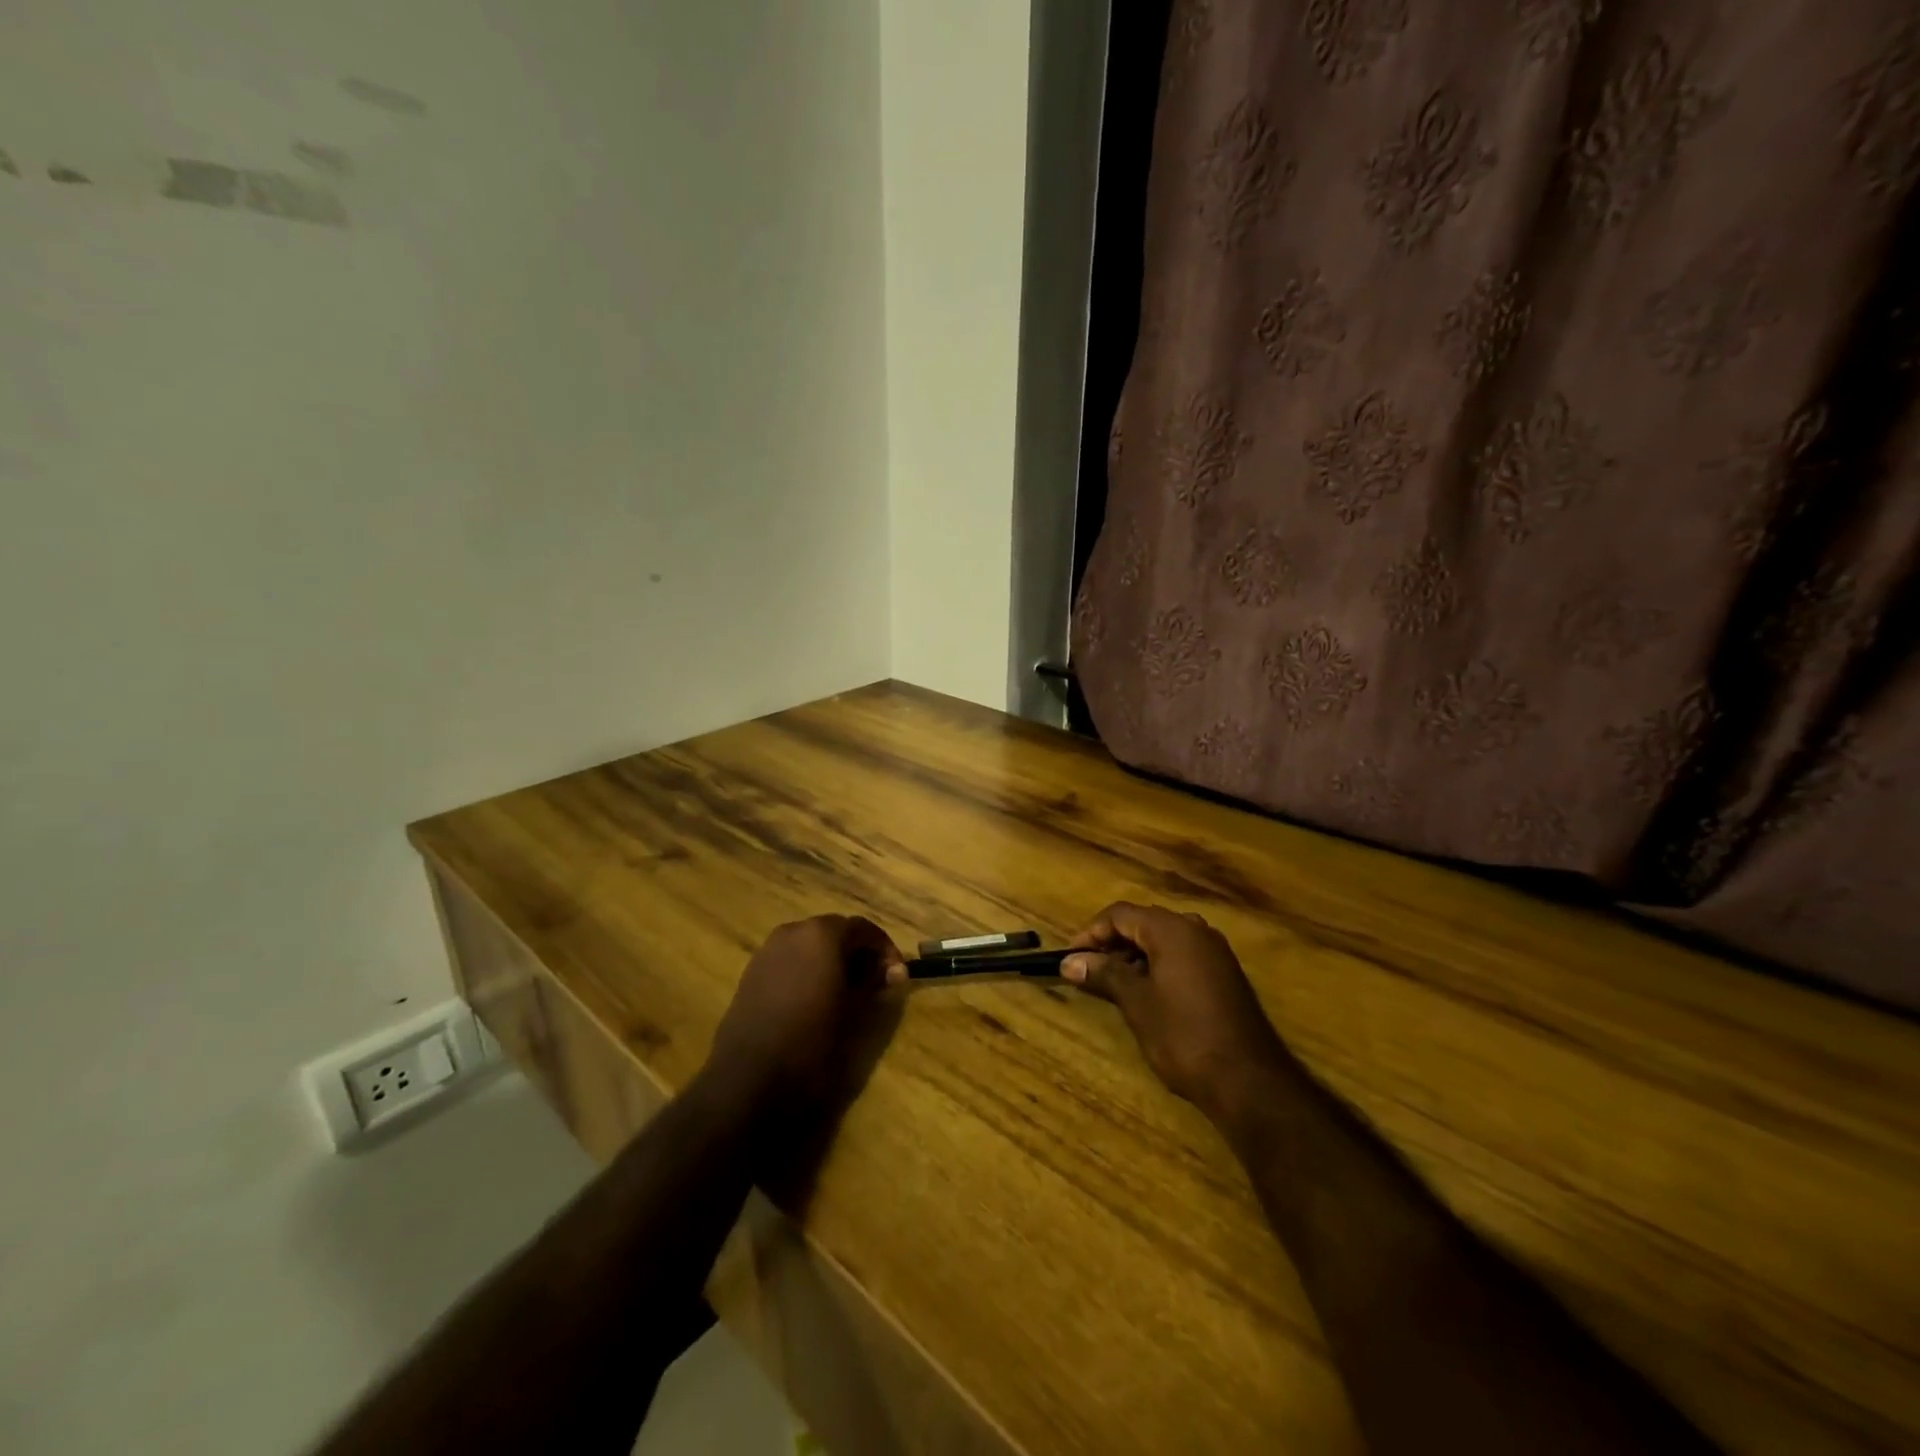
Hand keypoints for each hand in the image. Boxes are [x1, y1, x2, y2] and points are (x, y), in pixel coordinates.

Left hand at [706, 915, 906, 1112]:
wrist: (748, 1079)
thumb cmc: (811, 1043)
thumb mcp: (855, 1014)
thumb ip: (875, 984)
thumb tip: (893, 971)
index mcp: (822, 934)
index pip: (863, 929)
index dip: (884, 949)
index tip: (897, 975)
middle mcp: (794, 931)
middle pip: (835, 931)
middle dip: (857, 952)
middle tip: (875, 982)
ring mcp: (768, 949)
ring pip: (810, 944)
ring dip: (832, 960)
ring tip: (846, 992)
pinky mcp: (752, 972)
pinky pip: (790, 959)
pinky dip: (807, 969)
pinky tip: (815, 999)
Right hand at [1062, 902, 1293, 1123]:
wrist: (1250, 1081)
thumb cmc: (1184, 1036)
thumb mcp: (1137, 1003)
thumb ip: (1103, 974)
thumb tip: (1069, 962)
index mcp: (1173, 929)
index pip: (1121, 914)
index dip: (1091, 932)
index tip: (1070, 956)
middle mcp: (1196, 931)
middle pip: (1143, 922)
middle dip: (1112, 942)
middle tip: (1087, 968)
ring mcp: (1215, 952)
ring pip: (1163, 939)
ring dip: (1134, 954)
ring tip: (1111, 982)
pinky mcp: (1224, 974)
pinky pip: (1182, 955)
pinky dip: (1157, 965)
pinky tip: (1145, 992)